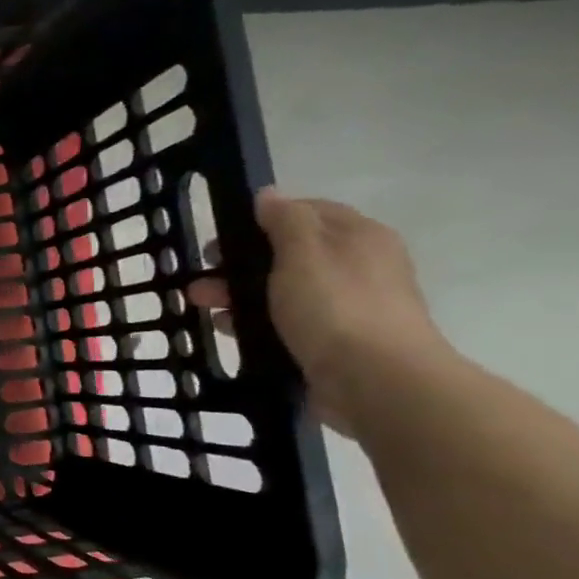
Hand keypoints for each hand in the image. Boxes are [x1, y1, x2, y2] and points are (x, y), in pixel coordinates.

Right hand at [189, 189, 447, 433]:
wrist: (376, 383)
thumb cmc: (336, 307)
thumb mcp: (303, 252)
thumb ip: (285, 219)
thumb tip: (269, 195)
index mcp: (358, 236)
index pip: (306, 212)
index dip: (262, 219)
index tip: (223, 237)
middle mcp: (357, 267)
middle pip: (288, 254)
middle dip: (240, 263)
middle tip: (202, 277)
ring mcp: (347, 307)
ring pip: (282, 291)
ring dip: (240, 295)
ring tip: (204, 308)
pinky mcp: (335, 343)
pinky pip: (286, 324)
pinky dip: (256, 324)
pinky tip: (230, 332)